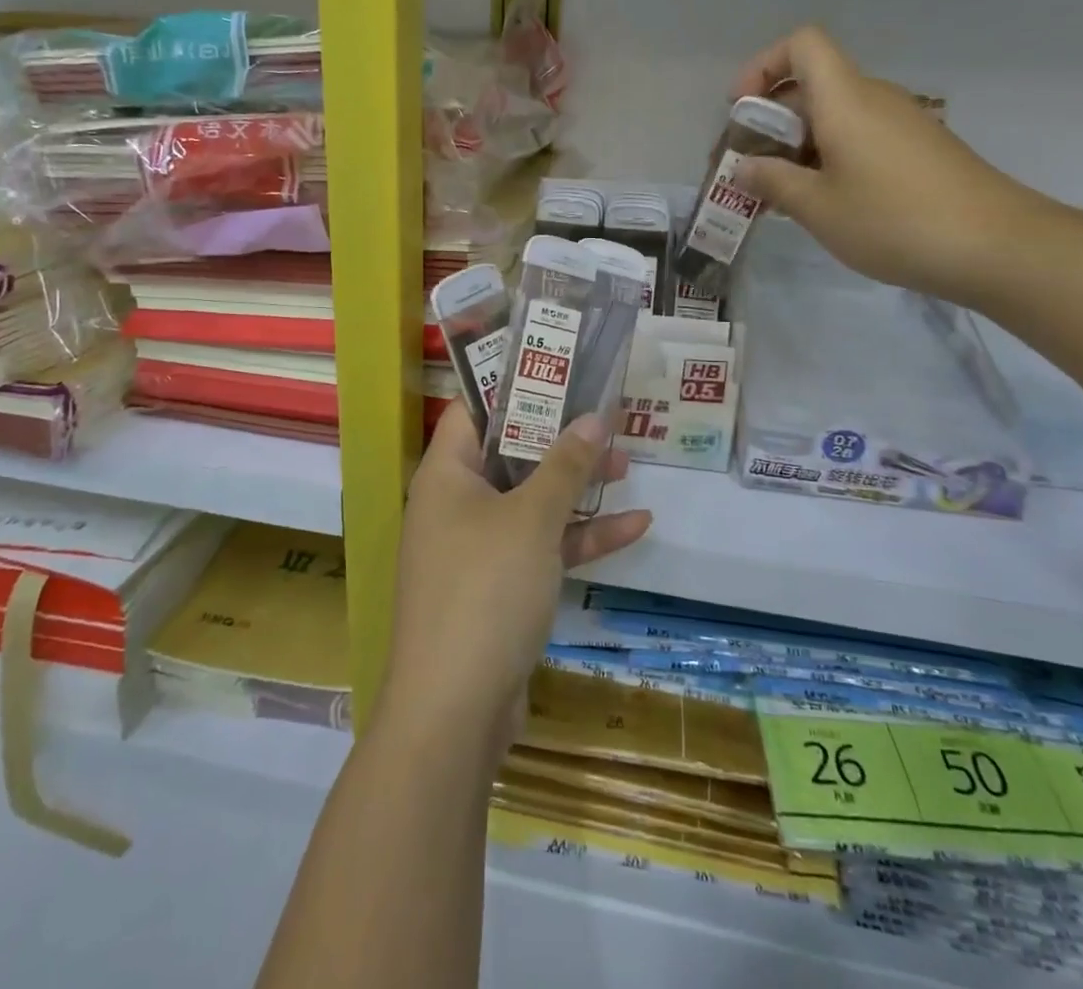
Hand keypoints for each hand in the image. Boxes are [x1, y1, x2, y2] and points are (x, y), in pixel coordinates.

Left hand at [377, 403, 650, 761]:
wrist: (454, 712)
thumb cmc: (486, 590)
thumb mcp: (532, 519)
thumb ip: (565, 466)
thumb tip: (594, 417)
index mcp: (446, 475)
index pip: (475, 411)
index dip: (513, 386)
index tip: (559, 369)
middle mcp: (456, 505)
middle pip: (510, 455)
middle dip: (559, 439)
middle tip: (604, 415)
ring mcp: (478, 549)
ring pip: (532, 502)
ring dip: (577, 487)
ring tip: (628, 464)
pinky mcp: (500, 588)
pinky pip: (542, 548)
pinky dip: (580, 538)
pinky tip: (635, 526)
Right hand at [732, 27, 1047, 304]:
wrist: (997, 246)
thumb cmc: (894, 220)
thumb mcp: (817, 208)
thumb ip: (773, 182)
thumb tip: (744, 168)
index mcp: (845, 99)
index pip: (801, 45)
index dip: (762, 66)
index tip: (741, 110)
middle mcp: (873, 99)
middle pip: (811, 85)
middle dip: (769, 120)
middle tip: (747, 169)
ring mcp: (900, 123)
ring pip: (834, 115)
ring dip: (797, 146)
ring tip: (779, 194)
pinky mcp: (917, 149)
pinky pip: (859, 137)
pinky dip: (829, 158)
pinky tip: (824, 202)